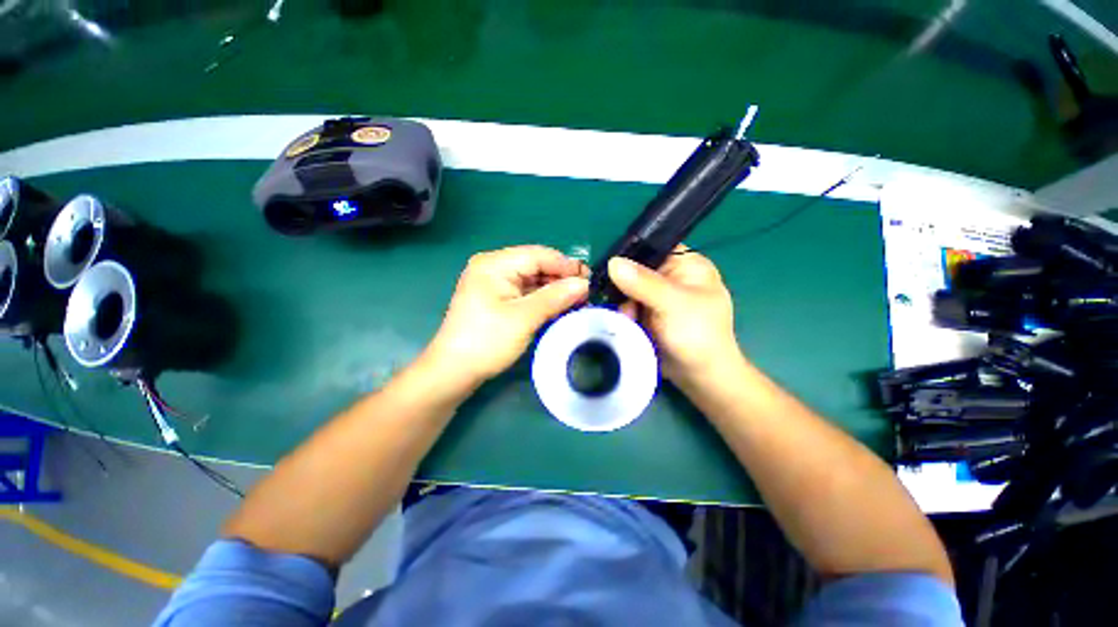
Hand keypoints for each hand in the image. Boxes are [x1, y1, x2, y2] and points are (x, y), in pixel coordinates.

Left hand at [425, 246, 588, 386]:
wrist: (454, 371)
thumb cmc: (487, 341)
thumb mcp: (524, 317)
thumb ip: (555, 297)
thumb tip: (584, 284)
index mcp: (495, 264)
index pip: (538, 255)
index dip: (566, 265)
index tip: (590, 279)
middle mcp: (493, 267)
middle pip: (536, 265)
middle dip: (561, 278)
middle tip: (586, 293)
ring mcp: (494, 283)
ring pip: (533, 279)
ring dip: (554, 290)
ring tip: (577, 301)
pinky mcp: (497, 298)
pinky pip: (525, 292)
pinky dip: (543, 298)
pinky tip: (559, 306)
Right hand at [608, 247, 740, 386]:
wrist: (700, 376)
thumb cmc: (697, 334)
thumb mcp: (673, 304)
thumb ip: (643, 283)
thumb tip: (612, 262)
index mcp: (686, 264)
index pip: (651, 247)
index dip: (629, 255)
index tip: (610, 271)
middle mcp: (671, 276)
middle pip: (635, 270)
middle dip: (624, 287)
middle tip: (626, 306)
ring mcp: (658, 296)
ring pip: (628, 290)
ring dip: (624, 304)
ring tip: (630, 320)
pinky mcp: (649, 313)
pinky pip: (629, 305)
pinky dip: (625, 314)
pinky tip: (628, 324)